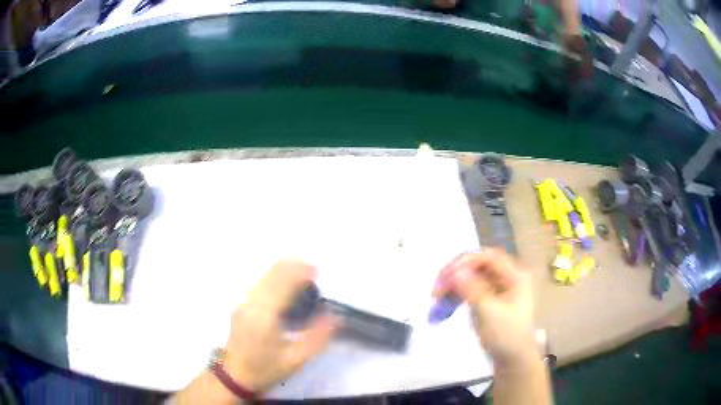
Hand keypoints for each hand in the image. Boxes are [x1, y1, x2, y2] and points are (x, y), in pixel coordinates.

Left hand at [223, 259, 336, 393]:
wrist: (235, 376)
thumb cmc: (266, 369)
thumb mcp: (296, 359)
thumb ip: (317, 337)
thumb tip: (334, 316)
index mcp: (264, 317)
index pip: (282, 285)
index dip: (299, 274)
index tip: (316, 270)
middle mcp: (251, 304)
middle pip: (271, 276)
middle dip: (291, 267)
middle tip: (312, 268)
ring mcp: (242, 304)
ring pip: (263, 278)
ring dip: (282, 270)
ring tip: (301, 270)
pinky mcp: (240, 306)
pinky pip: (258, 284)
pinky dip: (273, 277)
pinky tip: (283, 280)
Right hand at [432, 249, 536, 365]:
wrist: (513, 359)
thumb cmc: (506, 336)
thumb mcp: (489, 313)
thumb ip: (473, 290)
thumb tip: (456, 271)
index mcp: (514, 276)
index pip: (488, 257)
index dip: (465, 261)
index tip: (445, 275)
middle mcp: (507, 277)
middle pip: (478, 265)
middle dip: (456, 274)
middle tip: (437, 288)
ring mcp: (498, 288)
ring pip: (472, 277)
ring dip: (453, 285)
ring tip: (436, 299)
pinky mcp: (489, 299)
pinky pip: (470, 289)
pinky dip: (457, 295)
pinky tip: (445, 305)